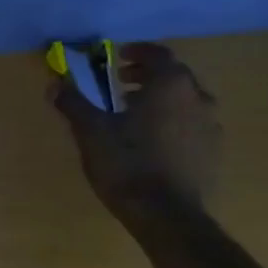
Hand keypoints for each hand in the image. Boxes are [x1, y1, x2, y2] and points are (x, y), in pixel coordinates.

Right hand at [50, 42, 220, 224]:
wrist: (166, 215)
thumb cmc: (126, 164)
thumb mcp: (90, 131)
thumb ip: (73, 103)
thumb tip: (55, 83)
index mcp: (170, 86)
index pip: (158, 54)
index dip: (137, 52)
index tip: (117, 57)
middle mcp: (197, 98)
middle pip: (174, 75)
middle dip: (147, 75)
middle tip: (120, 83)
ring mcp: (210, 126)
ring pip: (185, 100)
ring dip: (160, 98)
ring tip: (133, 112)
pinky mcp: (212, 151)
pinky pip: (191, 123)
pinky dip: (171, 120)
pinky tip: (150, 140)